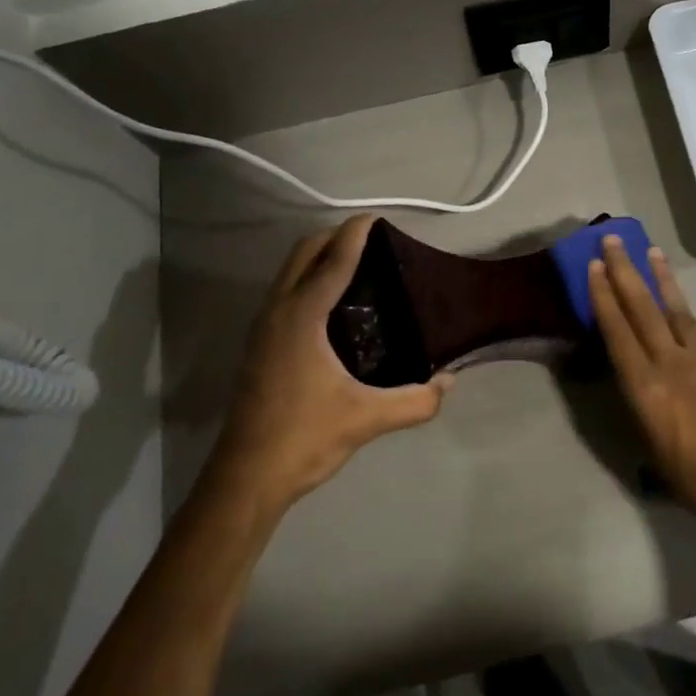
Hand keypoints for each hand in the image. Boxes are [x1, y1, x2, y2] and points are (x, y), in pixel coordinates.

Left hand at [199, 215, 453, 523]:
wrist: (246, 477)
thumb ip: (416, 401)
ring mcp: (263, 327)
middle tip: (372, 241)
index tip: (376, 218)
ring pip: (289, 271)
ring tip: (357, 266)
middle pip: (303, 253)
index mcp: (302, 317)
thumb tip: (450, 382)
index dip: (355, 234)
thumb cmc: (305, 438)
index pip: (333, 260)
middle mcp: (278, 311)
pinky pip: (285, 292)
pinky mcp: (259, 345)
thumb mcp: (368, 419)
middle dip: (334, 237)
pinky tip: (333, 306)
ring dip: (318, 257)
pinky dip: (308, 279)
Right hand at [587, 236, 695, 531]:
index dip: (604, 297)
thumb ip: (640, 409)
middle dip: (625, 271)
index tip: (594, 266)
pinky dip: (680, 303)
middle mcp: (669, 363)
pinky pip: (693, 324)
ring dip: (658, 277)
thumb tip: (633, 387)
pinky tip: (675, 296)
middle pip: (642, 308)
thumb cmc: (694, 479)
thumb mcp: (651, 450)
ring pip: (673, 308)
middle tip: (613, 240)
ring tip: (650, 250)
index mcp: (646, 388)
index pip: (618, 332)